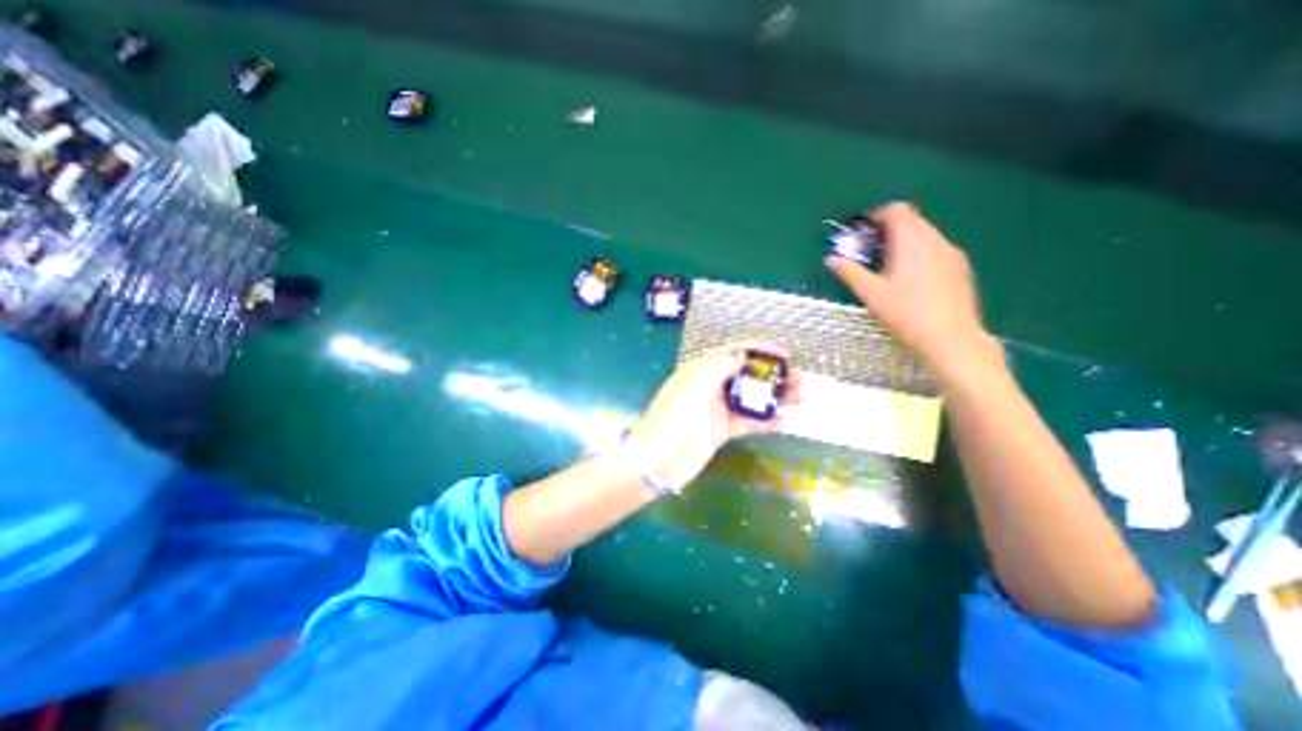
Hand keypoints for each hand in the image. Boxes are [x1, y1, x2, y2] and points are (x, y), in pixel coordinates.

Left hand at [627, 341, 799, 489]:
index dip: (758, 350)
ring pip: (752, 398)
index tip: (784, 352)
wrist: (657, 460)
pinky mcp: (722, 431)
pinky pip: (748, 422)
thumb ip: (719, 367)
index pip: (733, 353)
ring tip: (801, 397)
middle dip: (773, 375)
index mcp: (701, 370)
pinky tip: (786, 421)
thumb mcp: (695, 386)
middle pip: (747, 375)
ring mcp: (717, 409)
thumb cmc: (674, 418)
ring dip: (776, 397)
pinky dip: (767, 421)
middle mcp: (711, 386)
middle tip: (800, 379)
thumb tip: (740, 355)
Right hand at [827, 202, 998, 377]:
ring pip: (927, 233)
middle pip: (913, 219)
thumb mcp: (871, 294)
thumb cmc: (906, 314)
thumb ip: (850, 273)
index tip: (863, 230)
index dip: (878, 215)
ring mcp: (952, 253)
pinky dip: (921, 251)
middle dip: (891, 227)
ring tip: (890, 263)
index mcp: (911, 242)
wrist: (951, 338)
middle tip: (872, 248)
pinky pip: (938, 248)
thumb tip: (831, 260)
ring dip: (907, 239)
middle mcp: (935, 240)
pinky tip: (913, 277)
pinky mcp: (962, 267)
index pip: (897, 211)